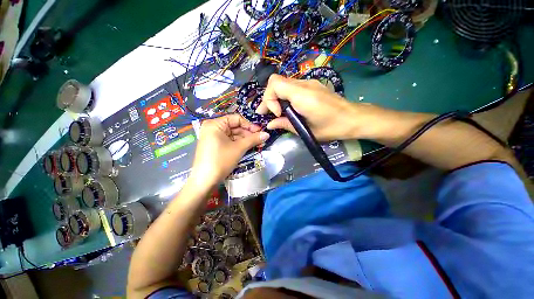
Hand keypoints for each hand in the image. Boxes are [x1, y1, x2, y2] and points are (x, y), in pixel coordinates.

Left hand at [188, 114, 269, 188]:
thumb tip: (267, 134)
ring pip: (233, 135)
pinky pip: (230, 141)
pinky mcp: (215, 146)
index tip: (260, 131)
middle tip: (261, 139)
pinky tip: (249, 147)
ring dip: (246, 139)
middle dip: (249, 133)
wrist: (204, 181)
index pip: (236, 119)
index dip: (249, 125)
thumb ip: (253, 139)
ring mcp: (213, 137)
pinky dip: (239, 144)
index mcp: (215, 124)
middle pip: (235, 127)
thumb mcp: (239, 148)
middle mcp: (213, 128)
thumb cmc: (221, 160)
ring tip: (258, 144)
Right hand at [256, 74, 370, 140]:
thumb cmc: (331, 128)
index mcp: (303, 95)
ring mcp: (309, 83)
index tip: (276, 114)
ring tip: (276, 112)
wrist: (353, 118)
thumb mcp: (305, 130)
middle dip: (269, 98)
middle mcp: (304, 84)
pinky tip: (288, 108)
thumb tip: (270, 124)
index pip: (275, 84)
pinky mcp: (312, 86)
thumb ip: (285, 124)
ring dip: (276, 97)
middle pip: (276, 81)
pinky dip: (285, 96)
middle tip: (266, 113)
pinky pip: (292, 87)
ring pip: (283, 84)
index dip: (269, 99)